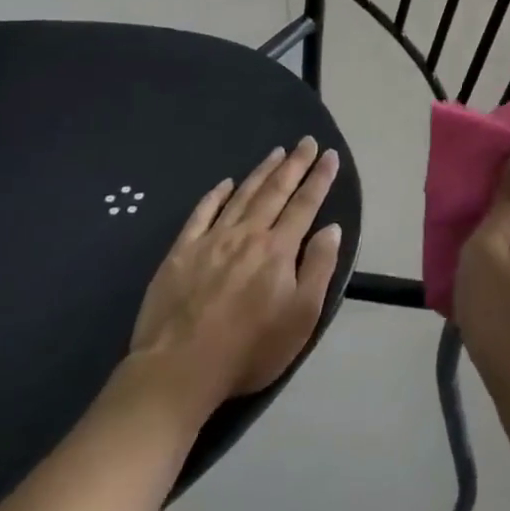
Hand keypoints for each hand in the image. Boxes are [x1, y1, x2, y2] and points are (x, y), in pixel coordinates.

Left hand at [126, 139, 343, 428]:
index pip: (305, 204)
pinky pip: (201, 214)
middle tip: (307, 140)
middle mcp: (248, 234)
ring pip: (242, 195)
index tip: (330, 155)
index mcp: (279, 249)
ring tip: (276, 151)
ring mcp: (211, 241)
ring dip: (261, 171)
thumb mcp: (301, 316)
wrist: (178, 370)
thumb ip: (319, 268)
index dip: (320, 178)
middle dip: (295, 164)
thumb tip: (331, 228)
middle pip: (275, 191)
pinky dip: (216, 195)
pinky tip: (225, 183)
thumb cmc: (249, 349)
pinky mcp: (181, 253)